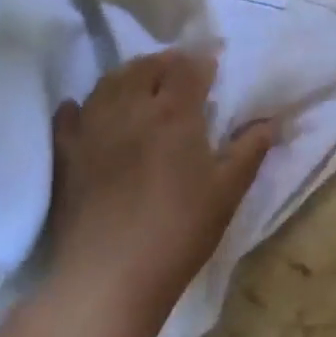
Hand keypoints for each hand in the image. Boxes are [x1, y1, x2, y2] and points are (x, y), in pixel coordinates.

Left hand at [43, 49, 274, 323]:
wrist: (110, 276)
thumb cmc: (179, 231)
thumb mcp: (228, 192)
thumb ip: (249, 150)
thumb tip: (269, 122)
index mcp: (174, 114)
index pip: (188, 68)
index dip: (203, 60)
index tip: (214, 63)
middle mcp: (130, 109)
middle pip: (145, 67)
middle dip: (165, 62)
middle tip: (180, 72)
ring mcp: (92, 129)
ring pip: (108, 84)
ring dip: (128, 75)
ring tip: (140, 83)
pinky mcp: (66, 155)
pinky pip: (70, 115)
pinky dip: (81, 106)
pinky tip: (85, 110)